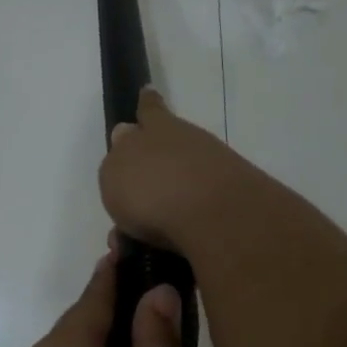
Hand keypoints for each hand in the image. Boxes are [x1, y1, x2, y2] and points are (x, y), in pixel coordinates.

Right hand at [98, 87, 263, 255]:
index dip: (146, 104)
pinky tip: (158, 253)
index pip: (151, 109)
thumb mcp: (116, 169)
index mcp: (160, 128)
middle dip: (147, 178)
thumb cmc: (153, 188)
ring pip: (178, 192)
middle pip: (166, 154)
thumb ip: (119, 154)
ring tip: (132, 247)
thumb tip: (126, 135)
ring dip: (155, 216)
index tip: (147, 93)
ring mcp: (216, 174)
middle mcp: (190, 145)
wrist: (217, 218)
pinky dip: (173, 237)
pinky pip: (192, 221)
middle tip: (127, 207)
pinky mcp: (230, 208)